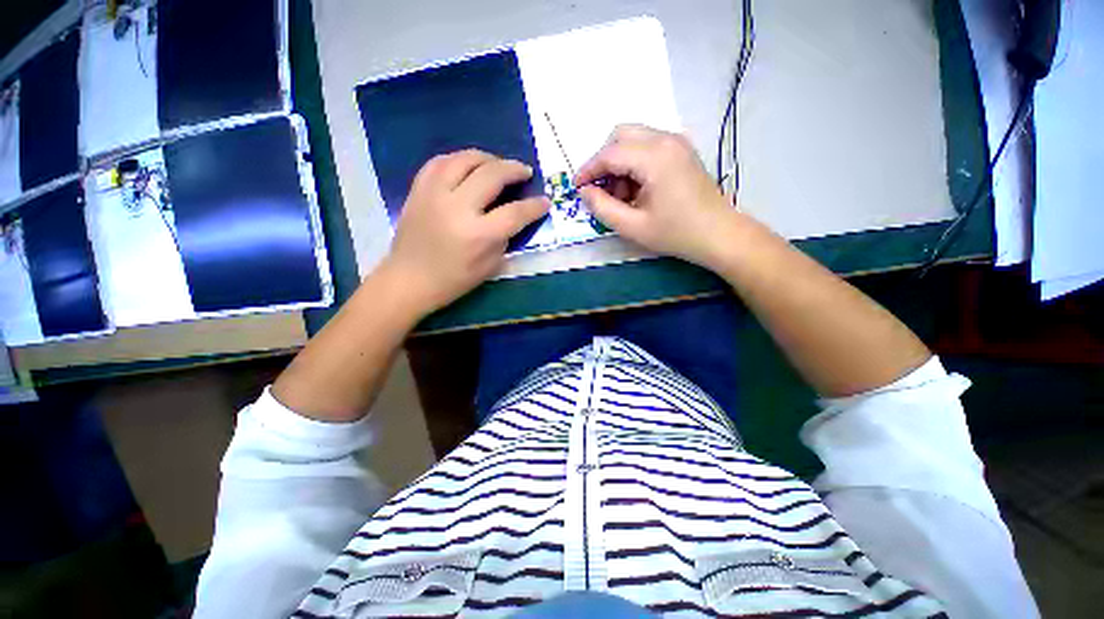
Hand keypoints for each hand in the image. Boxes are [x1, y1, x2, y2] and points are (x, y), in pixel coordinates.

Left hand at [382, 149, 549, 315]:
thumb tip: (513, 217)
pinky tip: (468, 165)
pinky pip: (440, 161)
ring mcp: (434, 194)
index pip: (515, 213)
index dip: (534, 206)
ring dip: (488, 158)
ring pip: (465, 159)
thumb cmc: (453, 280)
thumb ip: (504, 239)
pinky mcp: (418, 189)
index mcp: (478, 235)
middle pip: (492, 175)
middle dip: (514, 169)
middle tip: (524, 171)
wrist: (409, 279)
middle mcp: (457, 208)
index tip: (545, 201)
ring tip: (498, 164)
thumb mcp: (489, 267)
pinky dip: (459, 159)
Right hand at [576, 125, 736, 268]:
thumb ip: (602, 208)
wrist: (719, 235)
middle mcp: (666, 139)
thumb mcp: (632, 227)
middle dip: (603, 161)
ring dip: (619, 162)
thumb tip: (584, 191)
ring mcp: (676, 143)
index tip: (576, 187)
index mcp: (655, 157)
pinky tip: (636, 189)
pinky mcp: (681, 151)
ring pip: (634, 139)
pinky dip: (633, 163)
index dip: (588, 169)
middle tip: (599, 189)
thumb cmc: (676, 233)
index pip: (610, 153)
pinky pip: (647, 146)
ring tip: (620, 195)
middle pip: (620, 135)